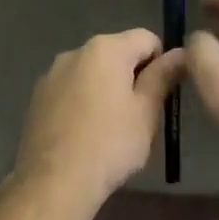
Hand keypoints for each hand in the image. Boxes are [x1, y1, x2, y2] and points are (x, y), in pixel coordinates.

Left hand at [12, 30, 187, 206]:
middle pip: (116, 53)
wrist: (54, 181)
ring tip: (110, 129)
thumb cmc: (110, 144)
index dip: (161, 62)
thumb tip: (181, 53)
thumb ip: (162, 77)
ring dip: (106, 89)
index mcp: (105, 49)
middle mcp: (75, 52)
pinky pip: (70, 90)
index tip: (162, 94)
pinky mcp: (37, 97)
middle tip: (140, 116)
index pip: (146, 38)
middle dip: (132, 77)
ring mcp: (51, 74)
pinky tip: (84, 134)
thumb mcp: (146, 112)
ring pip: (91, 73)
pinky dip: (82, 102)